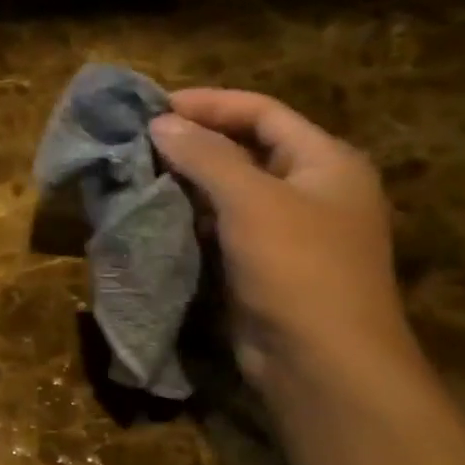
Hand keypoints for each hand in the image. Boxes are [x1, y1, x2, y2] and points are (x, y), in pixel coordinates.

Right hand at [150, 89, 413, 387]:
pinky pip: (224, 226)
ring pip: (231, 190)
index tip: (154, 106)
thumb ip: (206, 156)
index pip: (263, 112)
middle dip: (194, 141)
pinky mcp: (264, 265)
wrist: (321, 360)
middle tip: (140, 140)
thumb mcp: (251, 201)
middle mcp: (312, 190)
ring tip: (139, 173)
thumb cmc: (296, 268)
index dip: (210, 103)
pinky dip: (191, 216)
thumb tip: (160, 123)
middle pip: (248, 148)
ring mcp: (289, 231)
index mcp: (326, 162)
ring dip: (188, 180)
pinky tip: (158, 215)